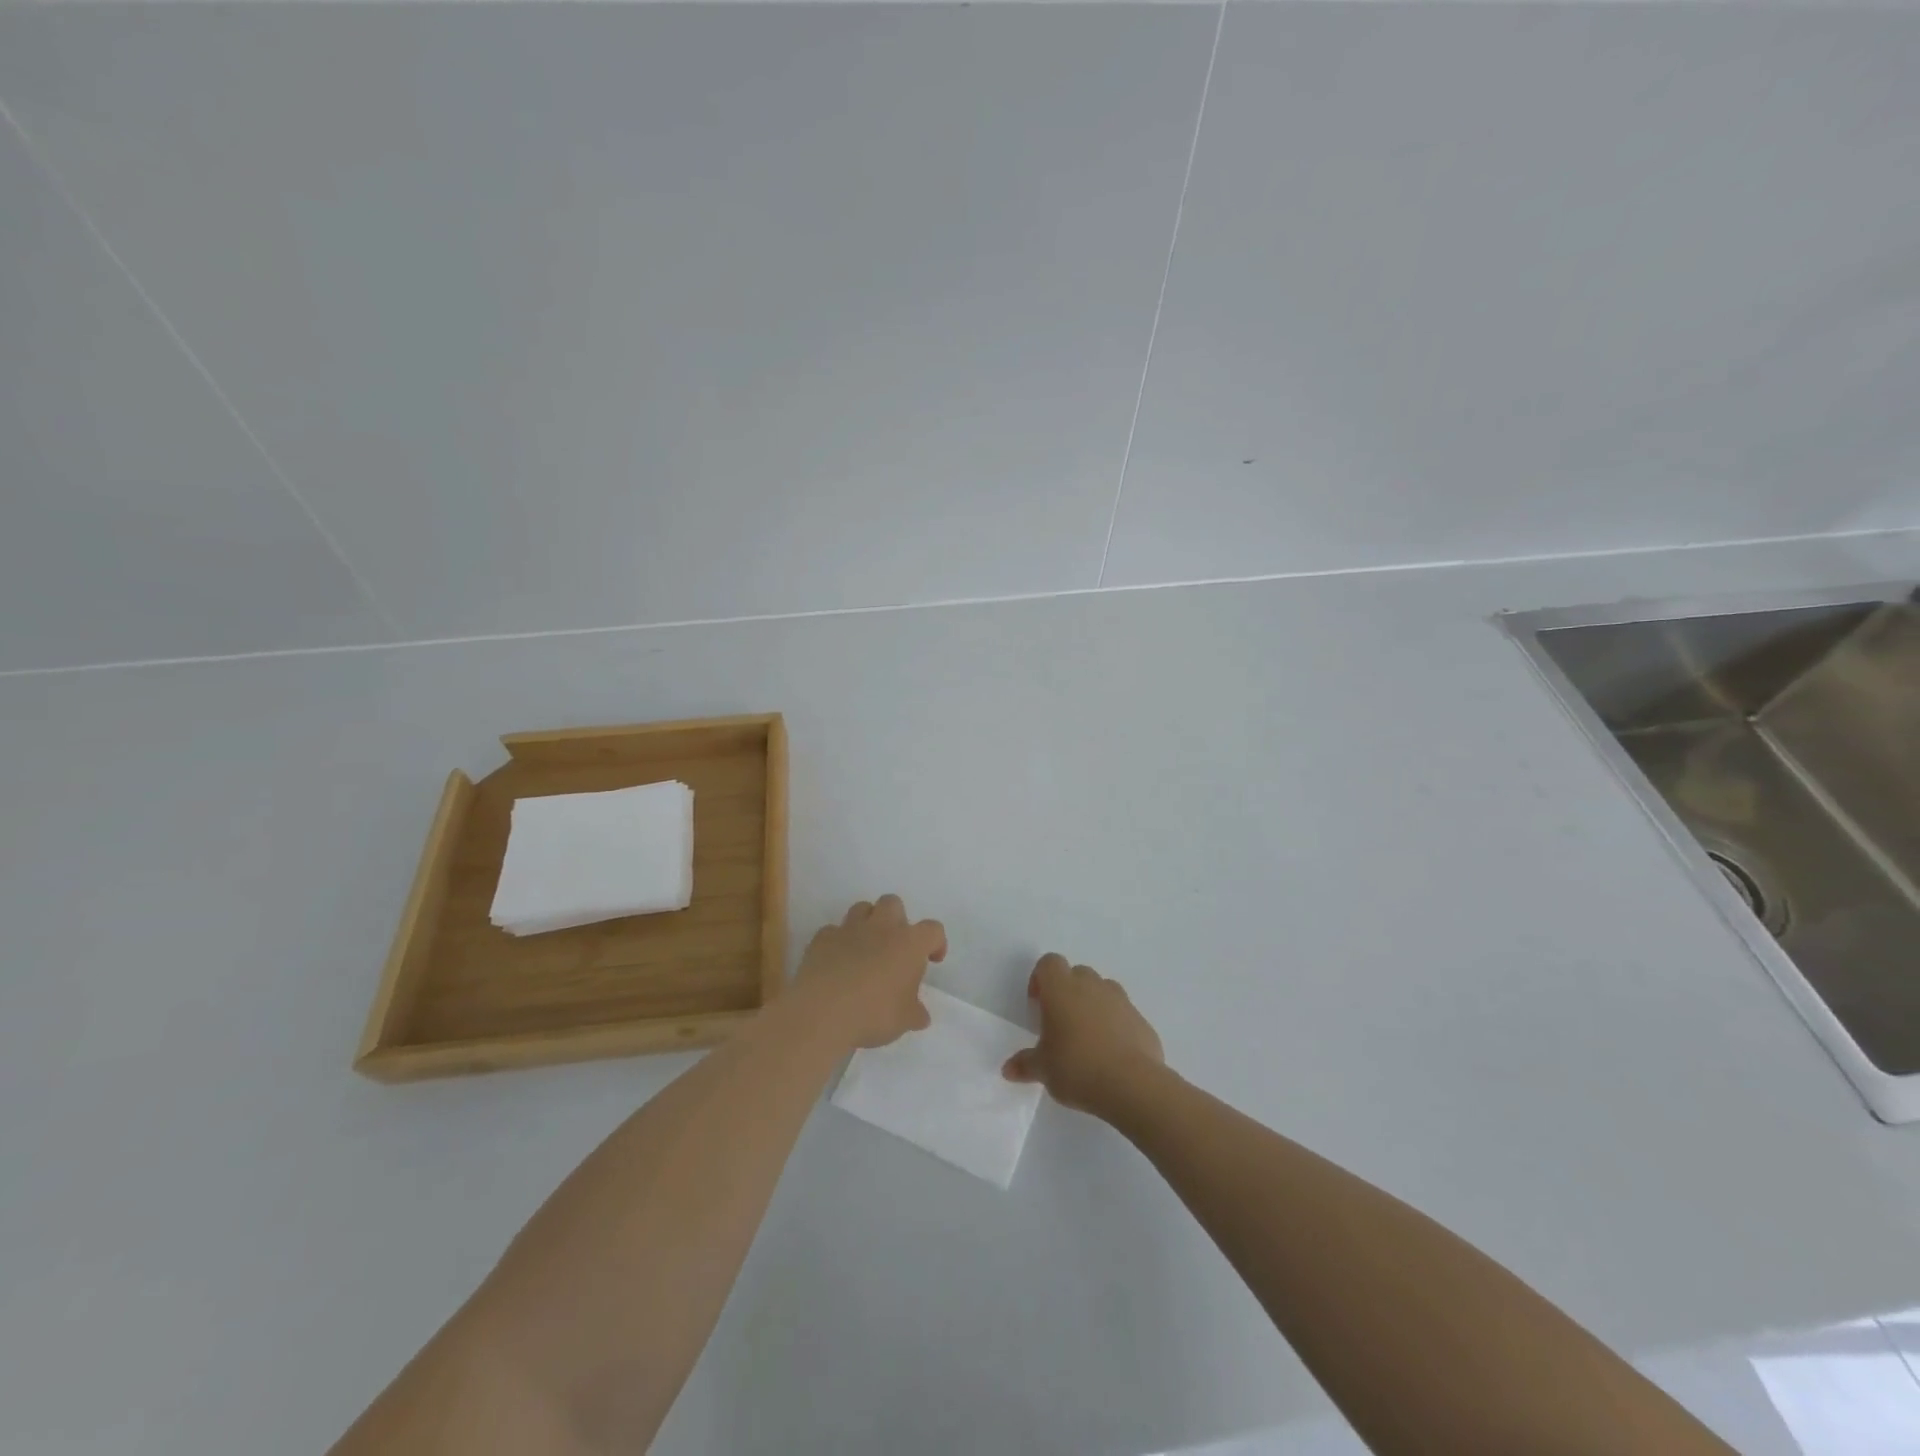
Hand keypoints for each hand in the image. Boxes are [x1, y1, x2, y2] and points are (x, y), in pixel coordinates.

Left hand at [793, 895, 946, 1048]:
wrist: (822, 1011)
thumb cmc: (873, 1013)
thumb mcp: (904, 1020)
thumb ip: (915, 1013)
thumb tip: (921, 1015)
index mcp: (909, 943)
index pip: (933, 930)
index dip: (936, 942)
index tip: (931, 960)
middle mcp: (881, 928)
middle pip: (893, 903)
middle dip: (897, 919)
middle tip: (894, 947)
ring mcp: (849, 929)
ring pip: (862, 908)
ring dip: (867, 923)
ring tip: (865, 949)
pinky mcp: (822, 938)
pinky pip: (833, 931)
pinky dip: (837, 942)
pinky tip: (836, 962)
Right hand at [1002, 953, 1164, 1114]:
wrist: (1132, 1085)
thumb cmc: (1077, 1068)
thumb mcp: (1043, 1070)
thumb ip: (1025, 1064)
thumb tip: (1008, 1069)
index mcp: (1061, 989)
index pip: (1049, 963)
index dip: (1041, 979)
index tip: (1038, 1005)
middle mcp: (1091, 986)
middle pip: (1077, 973)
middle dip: (1068, 991)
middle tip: (1061, 1023)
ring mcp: (1120, 1000)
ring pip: (1102, 990)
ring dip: (1093, 1004)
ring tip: (1087, 1037)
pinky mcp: (1141, 1020)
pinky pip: (1123, 1013)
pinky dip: (1115, 1024)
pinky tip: (1111, 1054)